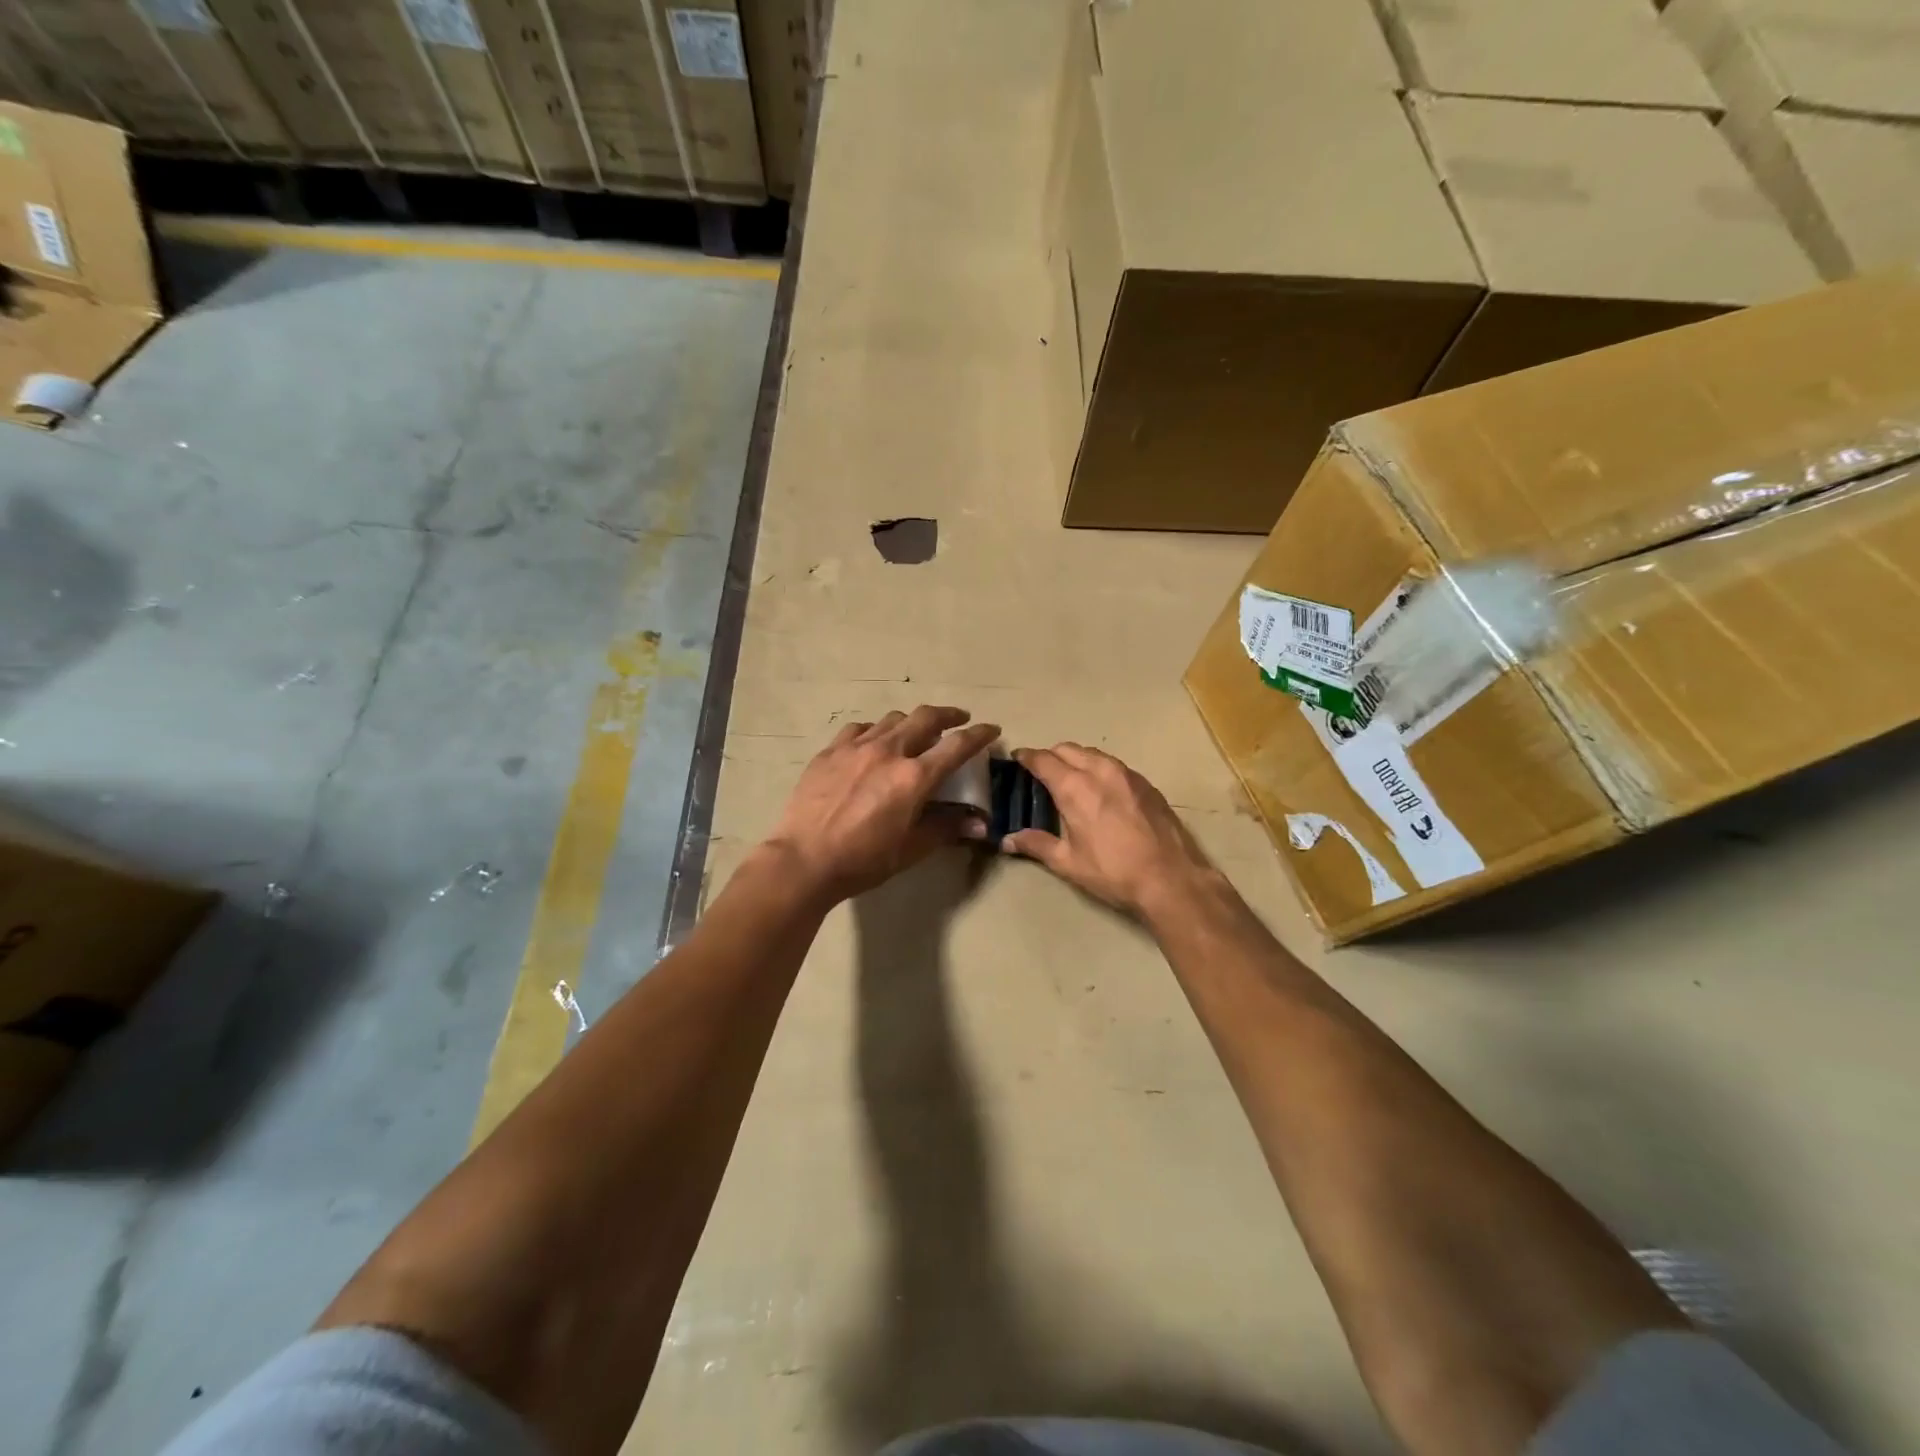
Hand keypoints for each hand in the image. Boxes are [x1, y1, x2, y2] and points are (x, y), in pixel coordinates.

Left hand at [766, 706, 1000, 903]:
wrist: (804, 860)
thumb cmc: (863, 860)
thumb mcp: (911, 849)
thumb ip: (946, 828)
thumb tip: (979, 823)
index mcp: (914, 777)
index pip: (957, 746)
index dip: (979, 735)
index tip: (991, 729)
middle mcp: (889, 752)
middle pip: (925, 718)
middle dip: (948, 715)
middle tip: (958, 719)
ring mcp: (856, 747)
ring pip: (892, 719)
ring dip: (911, 721)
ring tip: (916, 731)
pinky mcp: (830, 751)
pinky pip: (860, 729)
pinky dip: (876, 730)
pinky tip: (873, 742)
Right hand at [1002, 744, 1219, 918]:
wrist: (1171, 878)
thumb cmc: (1113, 871)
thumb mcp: (1068, 862)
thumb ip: (1036, 845)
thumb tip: (1007, 840)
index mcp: (1075, 787)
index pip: (1043, 760)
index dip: (1026, 757)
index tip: (1017, 758)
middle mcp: (1099, 771)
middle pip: (1067, 749)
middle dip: (1050, 755)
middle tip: (1040, 772)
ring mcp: (1126, 773)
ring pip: (1092, 753)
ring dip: (1075, 758)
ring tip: (1069, 777)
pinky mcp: (1145, 782)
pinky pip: (1113, 764)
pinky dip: (1098, 767)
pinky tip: (1099, 788)